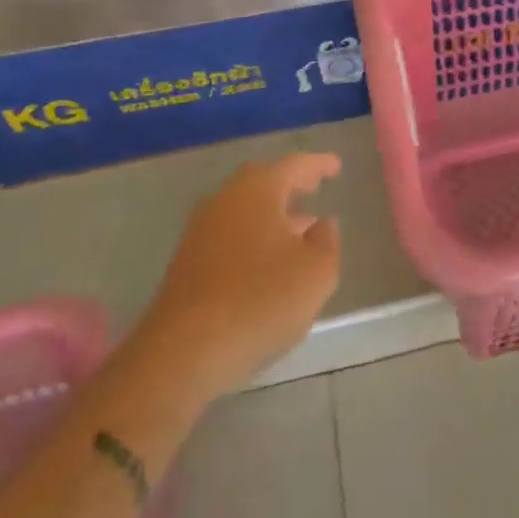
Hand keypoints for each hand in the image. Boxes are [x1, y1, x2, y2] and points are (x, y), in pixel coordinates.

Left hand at [143, 153, 342, 399]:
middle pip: (262, 181)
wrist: (182, 353)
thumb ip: (326, 241)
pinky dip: (254, 236)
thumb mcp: (317, 272)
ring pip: (244, 209)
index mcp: (257, 191)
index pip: (293, 165)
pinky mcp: (187, 263)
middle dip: (290, 183)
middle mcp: (225, 201)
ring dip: (272, 213)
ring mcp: (200, 232)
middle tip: (313, 186)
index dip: (318, 164)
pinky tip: (269, 261)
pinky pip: (230, 234)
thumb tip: (321, 225)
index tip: (335, 166)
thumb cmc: (260, 300)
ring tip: (300, 227)